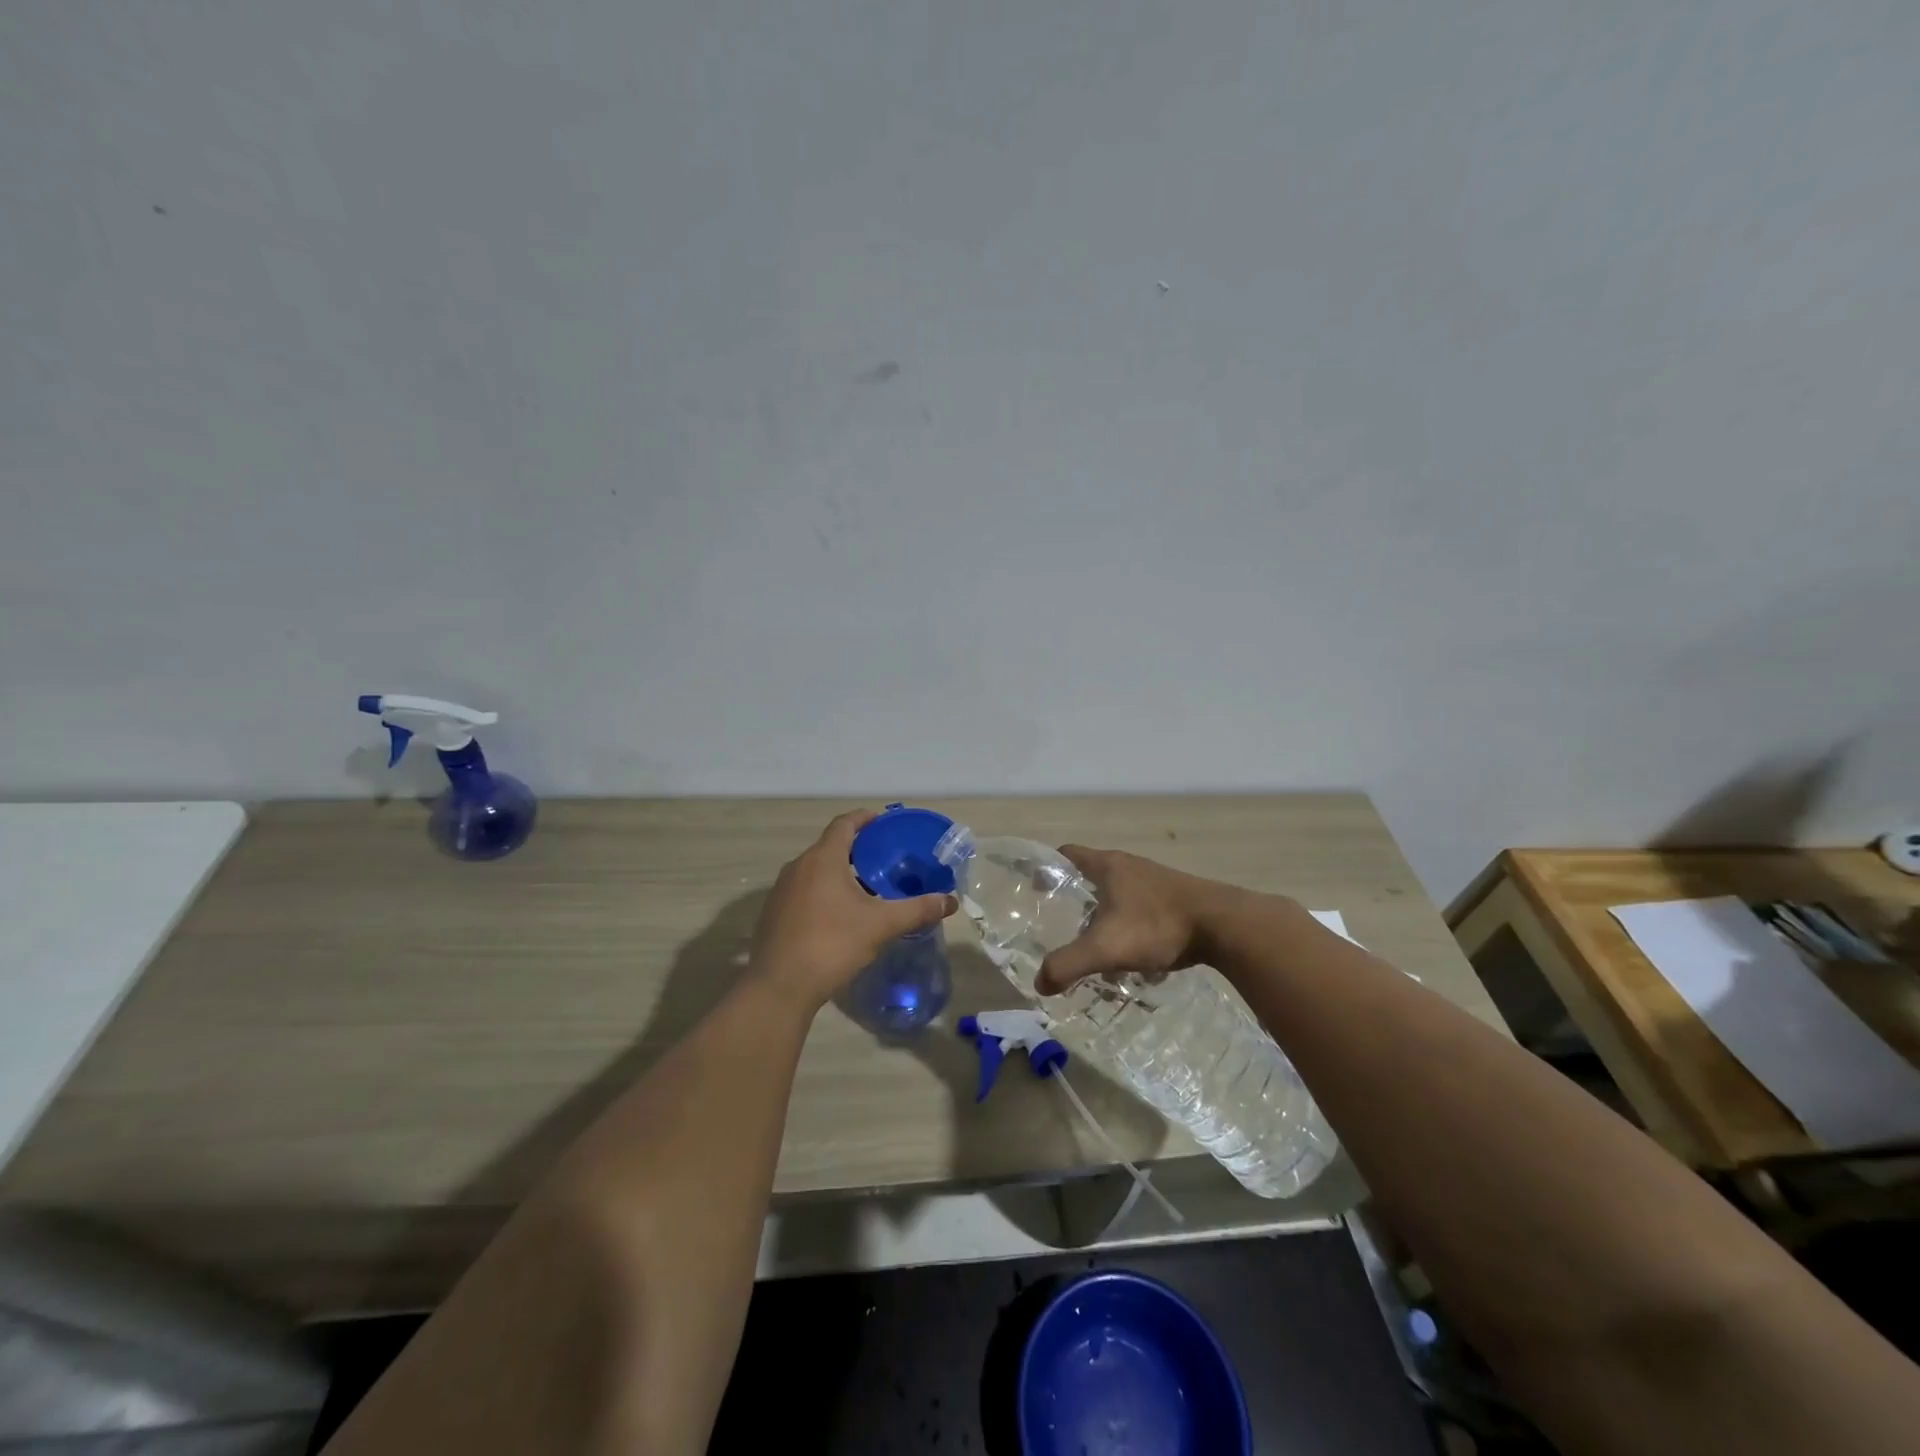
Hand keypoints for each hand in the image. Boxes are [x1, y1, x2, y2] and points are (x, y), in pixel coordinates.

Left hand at [749, 810, 955, 1011]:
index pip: (844, 824)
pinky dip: (824, 891)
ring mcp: (781, 890)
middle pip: (830, 846)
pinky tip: (840, 915)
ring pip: (816, 870)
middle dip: (857, 849)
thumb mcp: (881, 925)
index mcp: (823, 859)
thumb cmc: (832, 944)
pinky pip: (804, 890)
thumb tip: (950, 901)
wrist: (780, 987)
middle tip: (884, 859)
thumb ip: (917, 910)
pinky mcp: (774, 913)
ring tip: (867, 887)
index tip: (884, 822)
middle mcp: (798, 866)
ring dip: (840, 872)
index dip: (865, 818)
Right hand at [1035, 845, 1231, 993]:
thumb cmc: (1156, 926)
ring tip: (1096, 946)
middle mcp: (1129, 866)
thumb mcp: (1105, 948)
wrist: (1222, 925)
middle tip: (1062, 925)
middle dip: (1076, 899)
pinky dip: (1130, 926)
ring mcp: (1155, 880)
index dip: (1048, 868)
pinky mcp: (1176, 897)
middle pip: (1092, 875)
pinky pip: (1142, 908)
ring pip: (1119, 894)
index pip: (1067, 854)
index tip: (1035, 888)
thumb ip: (1068, 965)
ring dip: (1105, 915)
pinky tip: (1134, 955)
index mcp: (1107, 866)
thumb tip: (1040, 984)